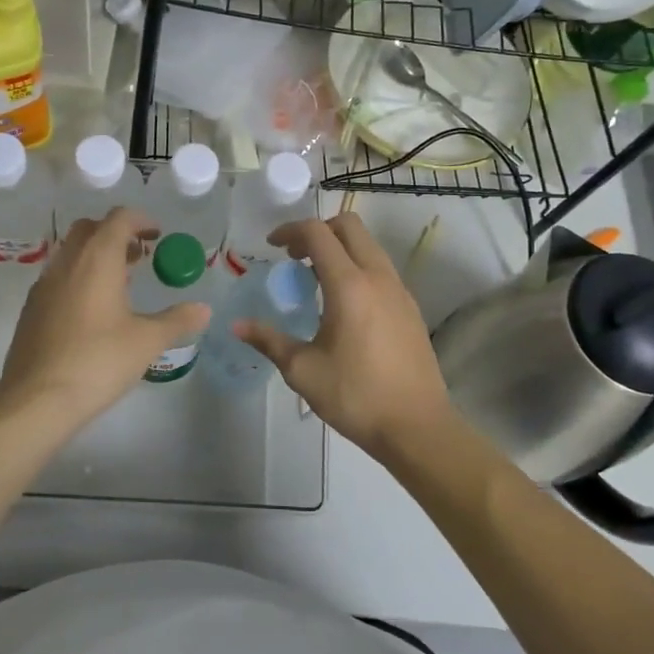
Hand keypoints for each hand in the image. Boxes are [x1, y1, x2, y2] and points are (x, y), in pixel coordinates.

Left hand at [0, 207, 211, 428]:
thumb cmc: (98, 361)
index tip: (158, 235)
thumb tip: (204, 309)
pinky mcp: (31, 309)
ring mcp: (43, 285)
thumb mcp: (147, 341)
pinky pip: (58, 277)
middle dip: (115, 233)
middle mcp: (67, 263)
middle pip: (89, 229)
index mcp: (96, 260)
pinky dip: (78, 277)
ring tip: (120, 283)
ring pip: (71, 253)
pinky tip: (93, 311)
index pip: (118, 219)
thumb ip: (177, 320)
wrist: (36, 399)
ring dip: (95, 256)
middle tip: (139, 256)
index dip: (141, 220)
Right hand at [235, 215, 455, 455]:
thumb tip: (237, 326)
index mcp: (349, 285)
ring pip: (368, 246)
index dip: (290, 230)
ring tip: (315, 280)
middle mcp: (378, 277)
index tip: (272, 247)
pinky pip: (381, 269)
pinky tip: (343, 305)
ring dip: (339, 249)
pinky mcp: (410, 308)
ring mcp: (399, 291)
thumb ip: (269, 341)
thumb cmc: (356, 396)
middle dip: (318, 231)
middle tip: (294, 257)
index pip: (318, 233)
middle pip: (349, 227)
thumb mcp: (303, 370)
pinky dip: (357, 268)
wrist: (417, 427)